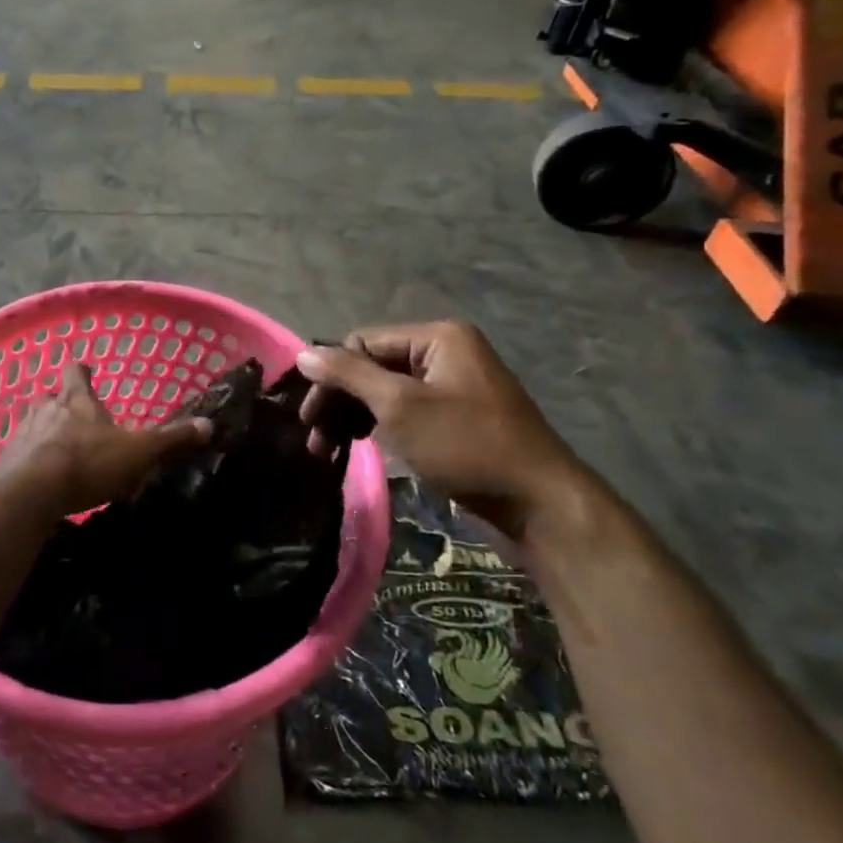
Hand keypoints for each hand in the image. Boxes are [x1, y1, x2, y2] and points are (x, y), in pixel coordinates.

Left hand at [0, 364, 211, 521]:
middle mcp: (46, 408)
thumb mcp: (138, 452)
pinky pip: (19, 455)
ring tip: (59, 450)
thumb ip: (170, 440)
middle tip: (76, 418)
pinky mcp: (6, 462)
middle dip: (62, 404)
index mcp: (77, 398)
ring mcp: (22, 434)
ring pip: (33, 424)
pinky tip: (41, 478)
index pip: (76, 371)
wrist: (29, 493)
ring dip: (44, 433)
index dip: (82, 371)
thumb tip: (208, 425)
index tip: (88, 372)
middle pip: (51, 396)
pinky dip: (30, 462)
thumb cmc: (87, 462)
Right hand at [297, 321, 589, 545]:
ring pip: (386, 392)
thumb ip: (348, 375)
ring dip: (354, 417)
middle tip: (314, 439)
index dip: (331, 377)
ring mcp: (454, 386)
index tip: (309, 418)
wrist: (539, 505)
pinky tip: (361, 447)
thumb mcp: (400, 406)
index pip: (362, 343)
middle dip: (340, 401)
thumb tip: (302, 353)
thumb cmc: (466, 446)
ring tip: (329, 450)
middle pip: (373, 366)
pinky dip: (380, 427)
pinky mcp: (457, 418)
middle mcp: (446, 353)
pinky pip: (406, 411)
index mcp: (438, 336)